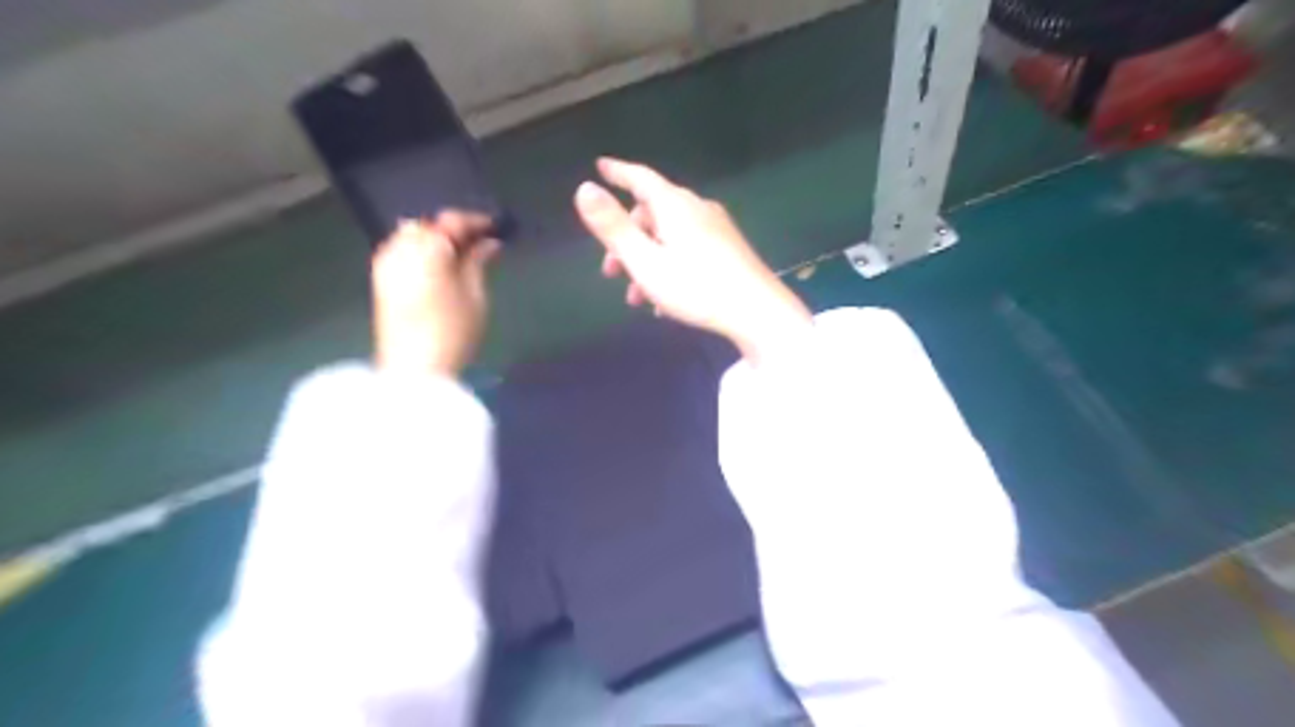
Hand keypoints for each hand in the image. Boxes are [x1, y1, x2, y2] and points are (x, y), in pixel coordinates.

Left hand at [372, 211, 501, 376]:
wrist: (413, 369)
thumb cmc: (452, 332)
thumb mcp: (475, 295)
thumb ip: (478, 262)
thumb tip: (488, 243)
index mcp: (428, 248)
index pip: (453, 221)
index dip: (477, 222)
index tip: (498, 228)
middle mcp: (401, 247)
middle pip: (429, 225)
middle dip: (453, 229)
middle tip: (480, 243)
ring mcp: (386, 263)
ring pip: (412, 235)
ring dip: (435, 238)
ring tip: (460, 255)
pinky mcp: (380, 280)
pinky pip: (401, 251)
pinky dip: (420, 251)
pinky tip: (438, 267)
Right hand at [577, 157, 806, 362]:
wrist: (758, 312)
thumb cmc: (696, 287)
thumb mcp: (645, 261)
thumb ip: (613, 227)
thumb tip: (583, 188)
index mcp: (674, 205)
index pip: (640, 177)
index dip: (617, 172)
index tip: (600, 167)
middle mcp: (697, 209)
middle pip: (653, 212)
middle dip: (627, 239)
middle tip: (610, 272)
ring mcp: (717, 229)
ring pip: (670, 236)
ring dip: (647, 261)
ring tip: (637, 298)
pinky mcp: (729, 249)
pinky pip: (689, 249)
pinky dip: (669, 266)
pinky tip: (666, 302)